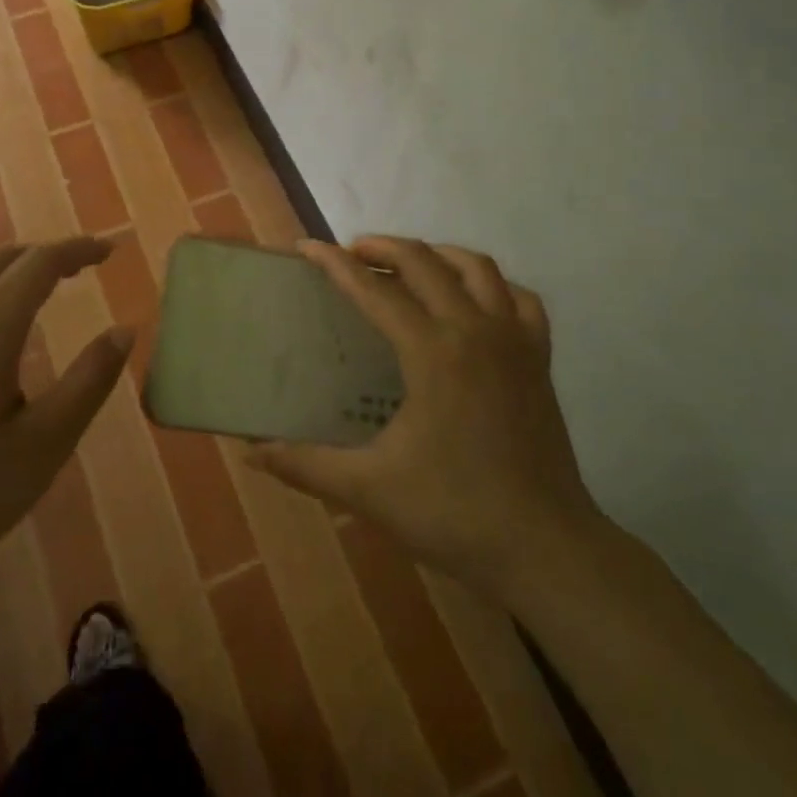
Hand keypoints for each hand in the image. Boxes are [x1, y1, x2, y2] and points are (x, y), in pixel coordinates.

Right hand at [252, 237, 600, 602]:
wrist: (546, 550)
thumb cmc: (454, 514)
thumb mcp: (368, 490)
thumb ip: (305, 465)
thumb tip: (251, 451)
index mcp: (431, 353)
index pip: (373, 290)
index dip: (334, 264)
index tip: (307, 247)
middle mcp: (473, 330)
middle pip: (424, 261)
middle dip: (382, 246)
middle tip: (352, 254)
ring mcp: (513, 341)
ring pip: (476, 267)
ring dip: (436, 255)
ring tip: (408, 266)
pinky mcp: (539, 359)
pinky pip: (519, 299)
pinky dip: (492, 286)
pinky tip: (474, 302)